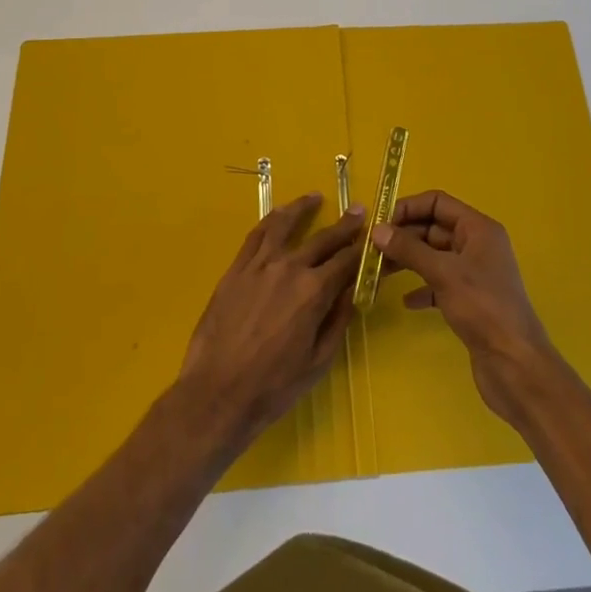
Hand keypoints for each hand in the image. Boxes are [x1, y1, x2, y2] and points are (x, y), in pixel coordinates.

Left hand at [178, 194, 364, 450]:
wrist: (217, 393)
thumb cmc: (273, 386)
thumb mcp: (318, 361)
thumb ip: (338, 320)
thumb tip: (352, 291)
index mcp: (314, 292)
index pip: (346, 262)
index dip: (362, 250)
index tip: (373, 238)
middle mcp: (289, 268)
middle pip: (322, 240)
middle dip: (344, 226)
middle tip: (358, 211)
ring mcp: (259, 265)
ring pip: (285, 225)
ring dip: (303, 208)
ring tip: (315, 197)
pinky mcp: (236, 269)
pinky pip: (256, 235)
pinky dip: (271, 220)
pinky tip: (278, 215)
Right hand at [371, 190, 559, 427]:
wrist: (515, 366)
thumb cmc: (483, 309)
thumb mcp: (444, 273)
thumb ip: (409, 249)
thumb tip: (377, 230)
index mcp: (478, 229)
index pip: (438, 202)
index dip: (408, 208)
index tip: (379, 223)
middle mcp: (477, 245)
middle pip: (433, 228)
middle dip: (403, 236)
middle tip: (371, 250)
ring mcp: (474, 274)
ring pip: (434, 256)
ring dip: (408, 261)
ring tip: (379, 272)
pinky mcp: (469, 300)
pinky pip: (439, 283)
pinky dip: (421, 288)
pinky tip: (406, 302)